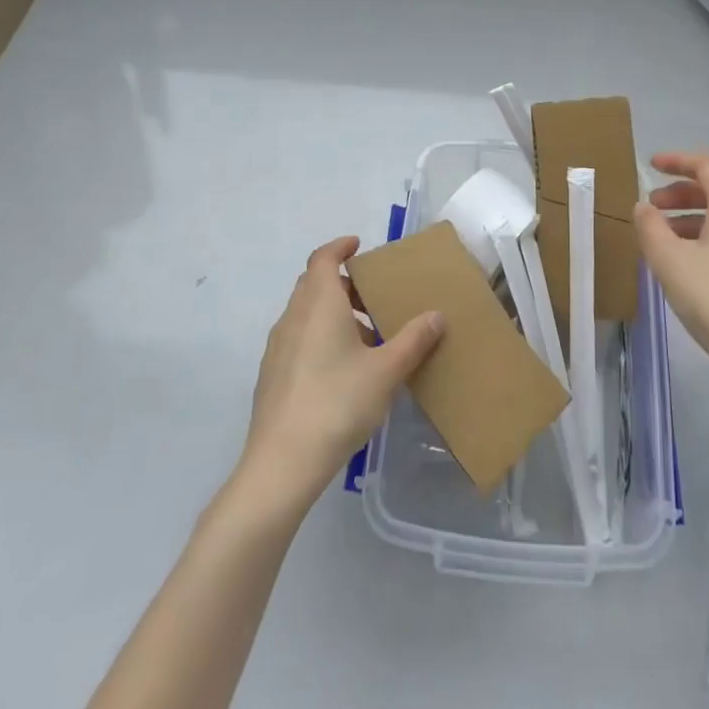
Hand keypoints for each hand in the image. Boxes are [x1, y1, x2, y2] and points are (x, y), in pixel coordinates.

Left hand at [236, 236, 444, 512]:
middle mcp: (294, 317)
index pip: (323, 259)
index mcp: (319, 304)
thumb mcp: (386, 371)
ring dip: (333, 313)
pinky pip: (298, 338)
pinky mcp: (272, 375)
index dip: (340, 247)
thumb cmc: (338, 403)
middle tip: (373, 295)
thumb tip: (436, 315)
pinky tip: (343, 369)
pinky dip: (320, 336)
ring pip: (306, 313)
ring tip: (366, 337)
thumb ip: (413, 340)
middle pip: (313, 284)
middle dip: (342, 283)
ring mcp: (278, 347)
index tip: (359, 246)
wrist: (282, 463)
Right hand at [633, 152, 708, 404]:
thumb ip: (650, 227)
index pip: (706, 165)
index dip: (676, 160)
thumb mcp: (669, 261)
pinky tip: (692, 264)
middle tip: (651, 209)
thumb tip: (644, 207)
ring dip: (693, 218)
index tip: (650, 165)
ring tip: (665, 240)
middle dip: (681, 194)